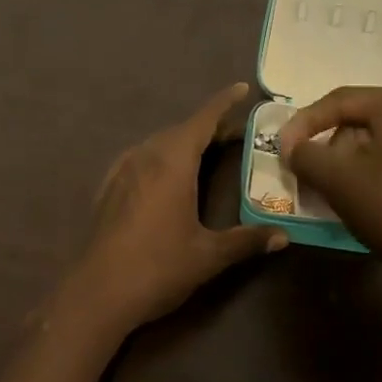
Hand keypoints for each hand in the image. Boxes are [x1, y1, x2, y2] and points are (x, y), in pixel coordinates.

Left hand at [49, 82, 286, 343]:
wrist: (97, 293)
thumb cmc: (158, 267)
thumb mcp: (208, 255)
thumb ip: (247, 241)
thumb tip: (284, 237)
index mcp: (172, 162)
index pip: (203, 120)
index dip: (223, 103)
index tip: (241, 88)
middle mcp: (145, 156)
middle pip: (181, 130)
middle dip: (209, 127)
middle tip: (235, 133)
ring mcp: (122, 170)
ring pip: (159, 144)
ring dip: (183, 142)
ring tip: (207, 152)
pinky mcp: (108, 188)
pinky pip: (141, 159)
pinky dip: (162, 157)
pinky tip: (168, 176)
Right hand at [280, 86, 381, 292]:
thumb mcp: (338, 180)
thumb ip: (306, 156)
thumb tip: (292, 149)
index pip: (338, 101)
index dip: (302, 124)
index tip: (281, 150)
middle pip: (357, 119)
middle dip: (326, 144)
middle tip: (304, 170)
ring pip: (375, 141)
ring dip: (346, 161)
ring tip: (329, 189)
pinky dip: (370, 171)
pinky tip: (360, 198)